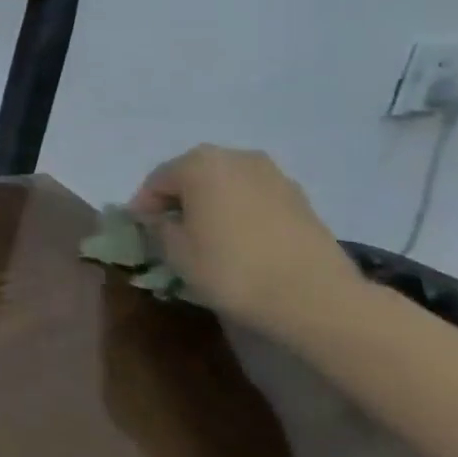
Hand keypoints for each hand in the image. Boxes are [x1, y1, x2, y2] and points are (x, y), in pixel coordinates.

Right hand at [130, 145, 362, 328]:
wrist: (318, 299)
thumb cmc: (232, 269)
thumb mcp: (175, 252)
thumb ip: (159, 228)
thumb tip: (161, 220)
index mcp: (198, 163)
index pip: (157, 181)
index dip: (144, 207)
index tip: (139, 231)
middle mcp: (235, 157)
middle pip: (193, 176)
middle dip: (180, 200)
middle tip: (170, 230)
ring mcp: (273, 175)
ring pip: (227, 186)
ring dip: (212, 205)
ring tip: (208, 236)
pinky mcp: (301, 199)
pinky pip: (255, 199)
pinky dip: (241, 213)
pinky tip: (240, 241)